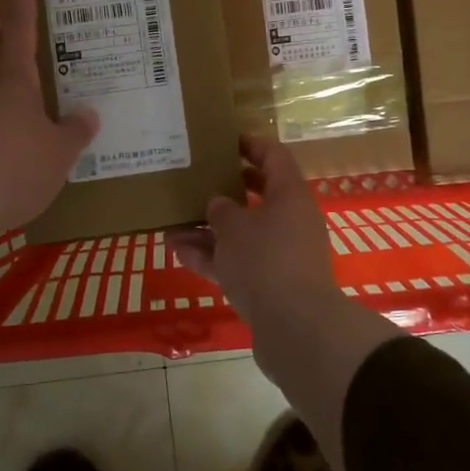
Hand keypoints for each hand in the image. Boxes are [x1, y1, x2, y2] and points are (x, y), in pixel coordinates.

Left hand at [0, 0, 96, 281]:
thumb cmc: (14, 168)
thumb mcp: (59, 152)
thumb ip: (75, 130)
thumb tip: (85, 114)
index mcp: (12, 76)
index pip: (18, 21)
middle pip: (4, 57)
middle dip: (23, 50)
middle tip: (50, 54)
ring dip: (17, 94)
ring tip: (47, 110)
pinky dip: (8, 126)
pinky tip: (25, 148)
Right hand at [167, 134, 334, 321]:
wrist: (296, 329)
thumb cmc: (266, 261)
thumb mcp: (234, 228)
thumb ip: (221, 211)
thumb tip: (218, 205)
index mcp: (290, 196)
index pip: (274, 157)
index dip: (251, 145)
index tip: (226, 141)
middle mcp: (291, 221)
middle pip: (259, 196)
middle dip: (227, 190)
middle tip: (198, 181)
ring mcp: (282, 256)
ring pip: (243, 234)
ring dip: (210, 230)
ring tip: (173, 224)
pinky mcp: (272, 286)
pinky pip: (239, 263)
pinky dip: (212, 258)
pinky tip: (178, 254)